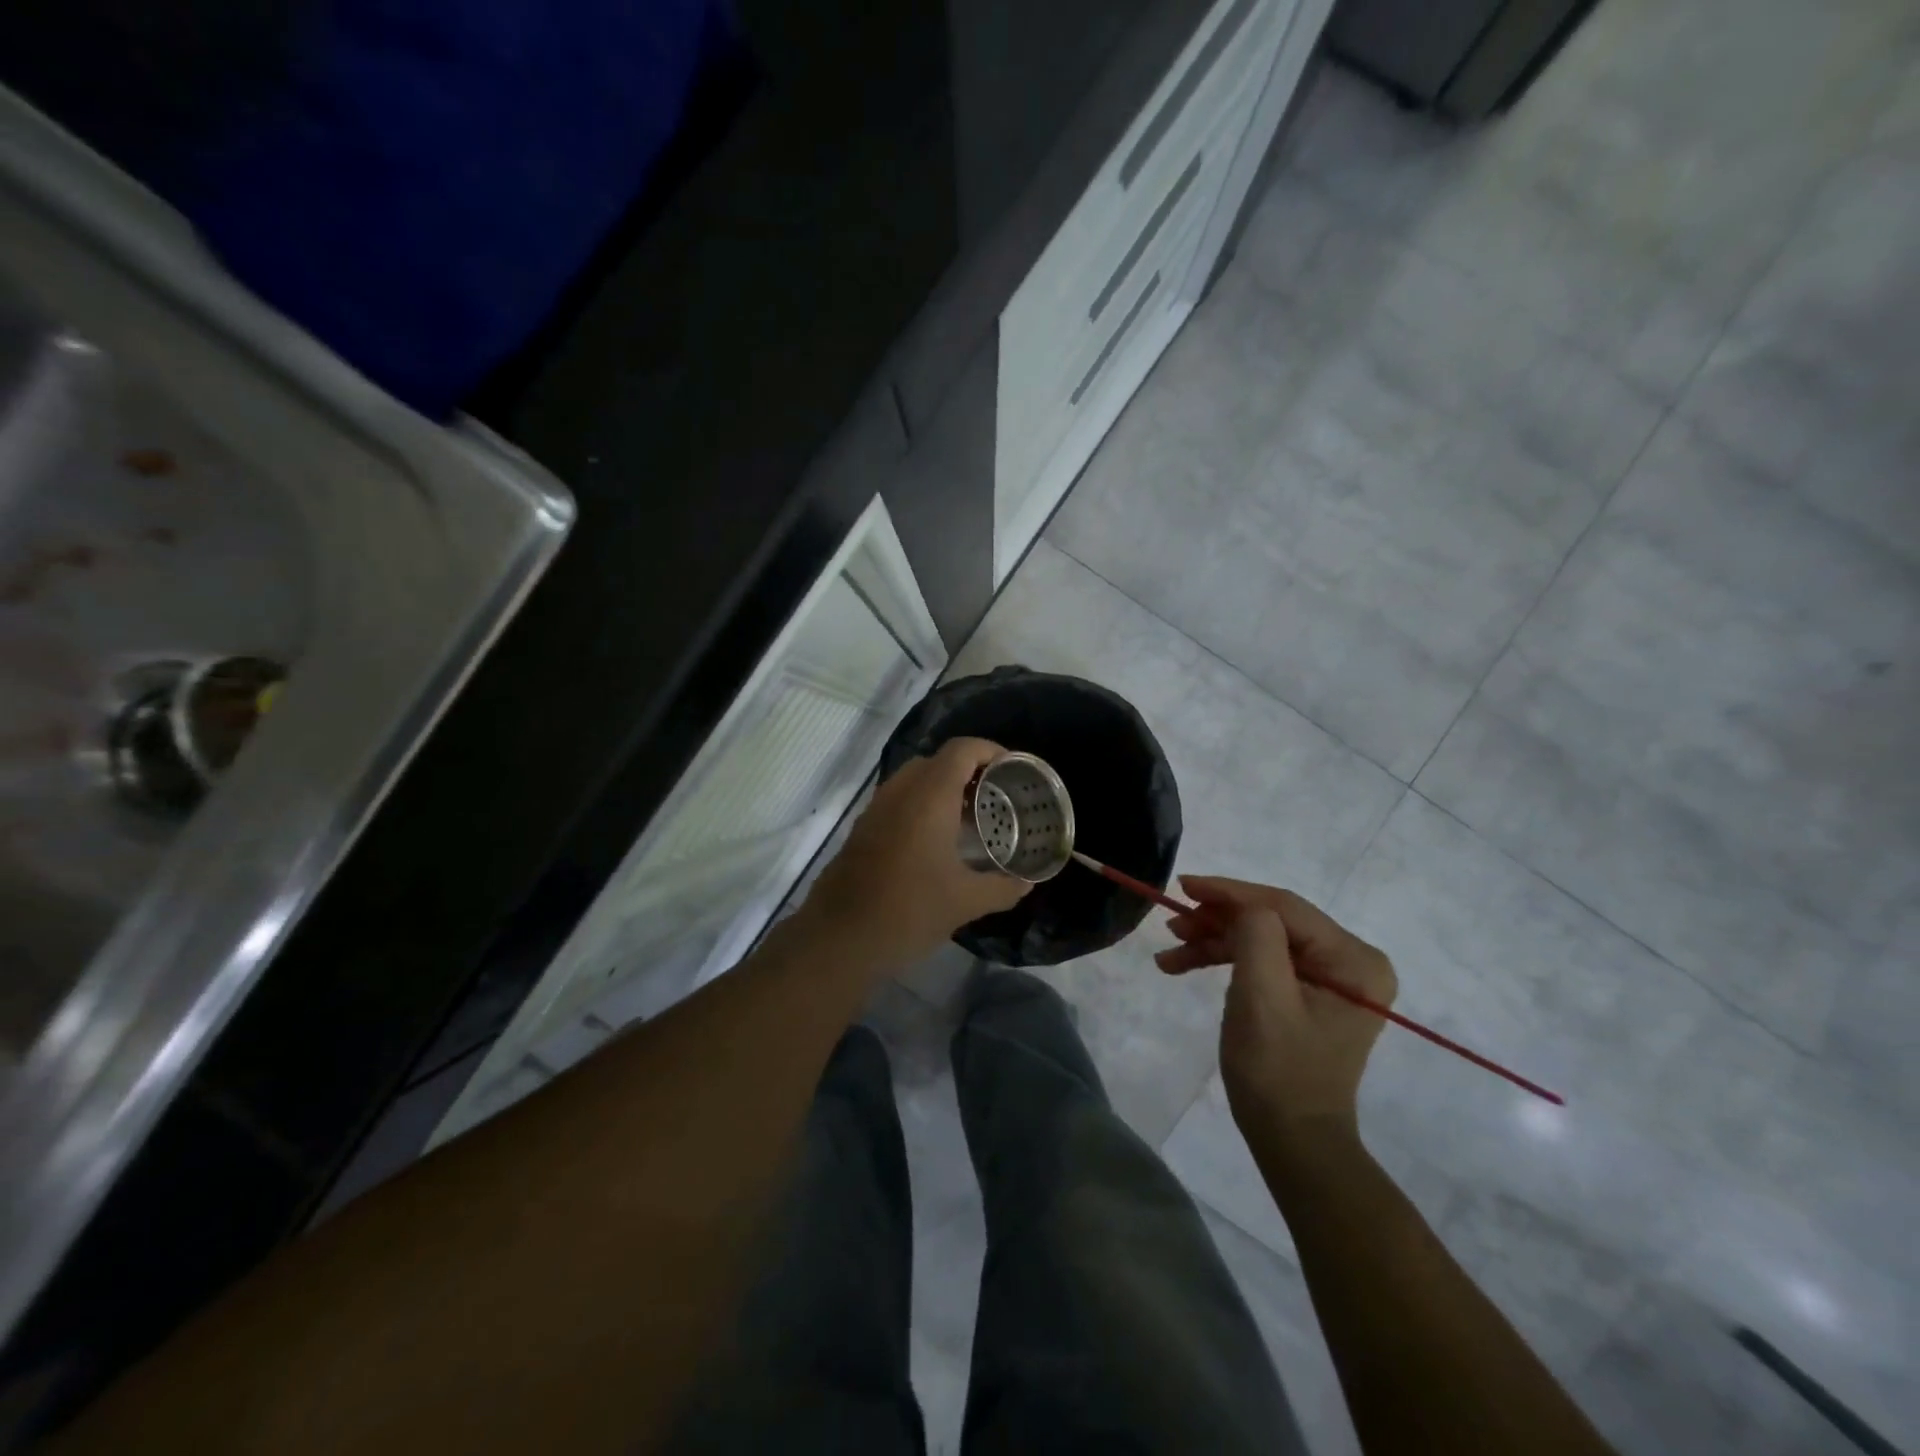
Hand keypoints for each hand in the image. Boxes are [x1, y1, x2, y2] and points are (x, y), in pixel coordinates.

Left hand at [801, 738, 1031, 972]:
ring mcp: (877, 808)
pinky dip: (923, 804)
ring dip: (944, 788)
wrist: (840, 937)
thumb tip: (1028, 883)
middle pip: (938, 760)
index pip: (962, 750)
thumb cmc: (909, 911)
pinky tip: (938, 840)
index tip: (1014, 771)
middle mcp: (900, 791)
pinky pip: (899, 800)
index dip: (991, 751)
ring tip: (971, 818)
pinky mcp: (863, 828)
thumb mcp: (965, 902)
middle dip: (970, 770)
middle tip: (995, 796)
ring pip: (915, 779)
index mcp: (929, 796)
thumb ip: (1002, 888)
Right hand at [1156, 876, 1395, 1148]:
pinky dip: (1223, 959)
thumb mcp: (1262, 996)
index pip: (1283, 906)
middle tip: (1171, 925)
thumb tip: (1242, 906)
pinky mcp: (1309, 992)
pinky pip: (1262, 960)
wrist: (1292, 1141)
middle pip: (1271, 920)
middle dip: (1216, 920)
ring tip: (1170, 951)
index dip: (1229, 892)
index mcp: (1353, 959)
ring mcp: (1331, 977)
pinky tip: (1183, 964)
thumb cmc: (1279, 1071)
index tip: (1183, 886)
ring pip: (1260, 938)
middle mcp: (1350, 960)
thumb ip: (1256, 935)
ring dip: (1213, 940)